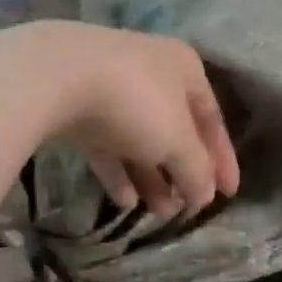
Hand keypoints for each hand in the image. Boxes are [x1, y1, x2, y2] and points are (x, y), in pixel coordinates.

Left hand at [0, 20, 239, 217]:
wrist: (52, 78)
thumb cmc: (135, 104)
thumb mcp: (178, 142)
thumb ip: (198, 172)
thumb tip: (204, 197)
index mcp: (184, 69)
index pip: (213, 119)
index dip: (223, 160)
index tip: (229, 195)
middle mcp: (150, 72)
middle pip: (175, 131)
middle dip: (183, 173)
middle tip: (187, 208)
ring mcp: (110, 88)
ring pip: (140, 140)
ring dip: (152, 178)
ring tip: (158, 213)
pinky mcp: (76, 106)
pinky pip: (107, 145)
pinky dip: (119, 172)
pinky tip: (125, 202)